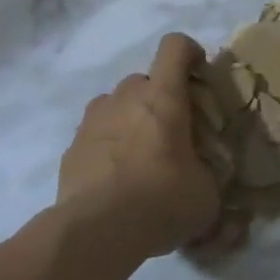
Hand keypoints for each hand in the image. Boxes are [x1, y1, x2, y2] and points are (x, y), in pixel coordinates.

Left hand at [57, 33, 220, 258]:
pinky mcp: (71, 148)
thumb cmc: (161, 200)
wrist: (96, 232)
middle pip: (143, 79)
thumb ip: (208, 172)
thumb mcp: (206, 192)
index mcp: (163, 96)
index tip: (199, 74)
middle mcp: (126, 98)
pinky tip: (115, 178)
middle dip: (158, 97)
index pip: (175, 47)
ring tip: (139, 153)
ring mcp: (93, 121)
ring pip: (114, 104)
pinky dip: (106, 145)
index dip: (189, 52)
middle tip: (171, 130)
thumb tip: (204, 175)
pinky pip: (94, 134)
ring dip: (128, 118)